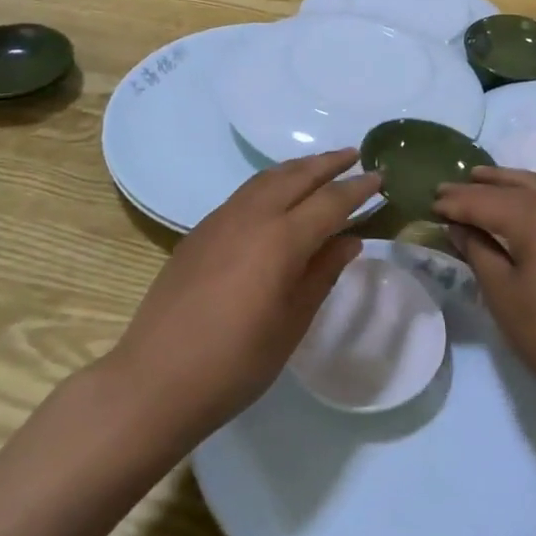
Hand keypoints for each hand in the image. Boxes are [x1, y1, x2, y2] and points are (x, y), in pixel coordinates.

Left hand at [111, 149, 381, 439]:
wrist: (155, 380)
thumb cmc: (236, 363)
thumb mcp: (292, 323)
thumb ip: (323, 274)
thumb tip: (350, 240)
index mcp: (281, 240)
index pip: (330, 201)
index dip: (358, 188)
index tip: (380, 176)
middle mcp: (252, 217)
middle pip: (297, 176)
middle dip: (328, 163)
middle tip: (354, 155)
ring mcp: (221, 220)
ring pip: (267, 178)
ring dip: (298, 168)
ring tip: (319, 166)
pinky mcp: (200, 231)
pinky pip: (245, 193)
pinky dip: (271, 183)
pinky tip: (277, 196)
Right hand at [435, 167, 535, 416]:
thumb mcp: (502, 293)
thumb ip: (477, 250)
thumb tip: (458, 226)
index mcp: (532, 213)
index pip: (482, 200)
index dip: (454, 202)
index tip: (430, 203)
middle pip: (510, 185)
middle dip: (478, 186)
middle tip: (447, 188)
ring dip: (506, 183)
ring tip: (481, 182)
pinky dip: (532, 194)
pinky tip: (523, 204)